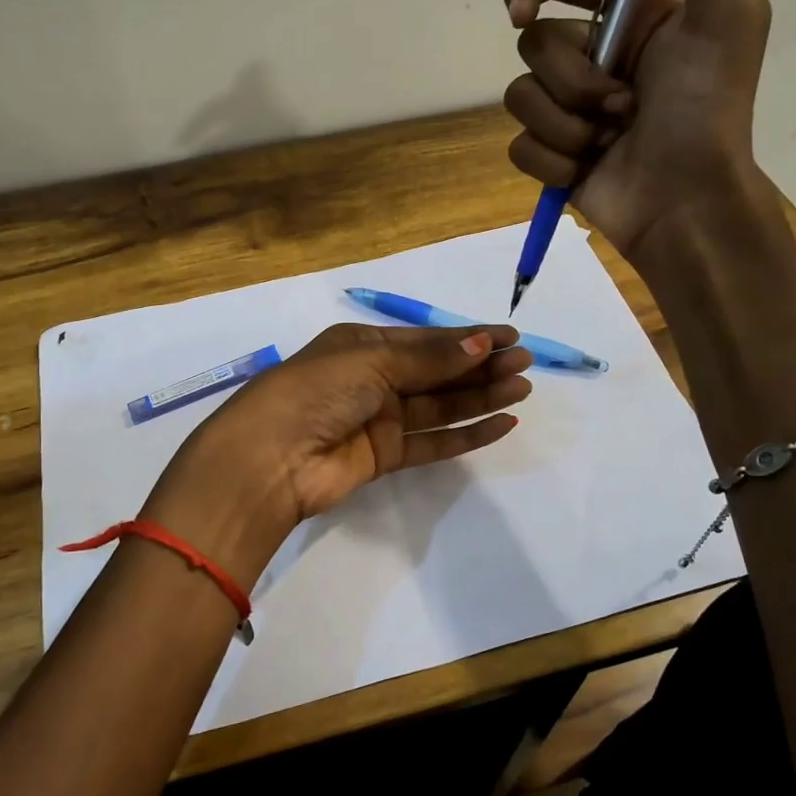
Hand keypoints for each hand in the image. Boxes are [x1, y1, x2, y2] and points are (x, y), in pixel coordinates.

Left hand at [146, 325, 531, 576]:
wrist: (270, 458)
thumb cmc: (316, 391)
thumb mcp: (372, 362)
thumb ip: (430, 358)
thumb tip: (481, 342)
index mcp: (363, 345)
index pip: (425, 339)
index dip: (467, 337)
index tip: (510, 337)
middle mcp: (372, 378)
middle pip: (437, 371)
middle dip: (480, 366)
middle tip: (524, 364)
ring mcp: (379, 419)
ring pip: (440, 406)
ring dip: (480, 396)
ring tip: (522, 389)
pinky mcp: (384, 457)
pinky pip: (433, 442)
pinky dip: (466, 434)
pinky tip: (500, 424)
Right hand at [502, 0, 772, 259]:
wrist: (686, 199)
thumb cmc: (707, 107)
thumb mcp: (729, 12)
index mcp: (631, 17)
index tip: (521, 13)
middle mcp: (595, 56)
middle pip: (535, 44)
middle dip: (573, 79)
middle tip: (622, 104)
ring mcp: (569, 109)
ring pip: (521, 96)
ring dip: (566, 122)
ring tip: (609, 140)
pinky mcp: (552, 153)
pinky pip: (520, 144)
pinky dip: (553, 158)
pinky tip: (586, 168)